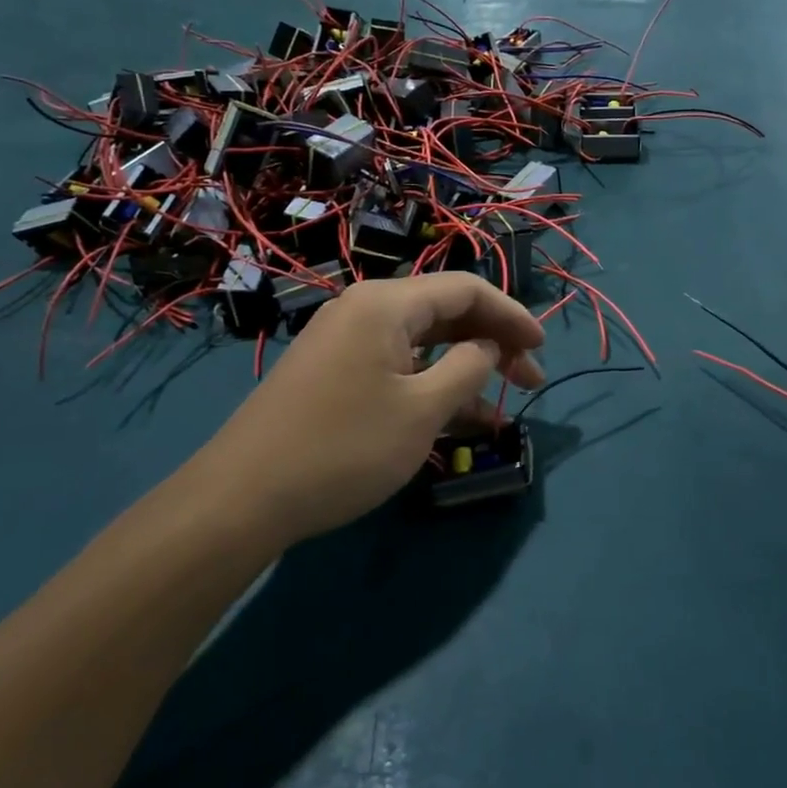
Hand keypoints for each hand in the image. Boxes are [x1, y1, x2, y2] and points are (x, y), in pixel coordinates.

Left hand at [192, 274, 544, 546]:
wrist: (242, 498)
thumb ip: (469, 367)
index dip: (512, 315)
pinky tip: (459, 421)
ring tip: (501, 408)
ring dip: (465, 370)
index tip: (543, 348)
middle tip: (529, 381)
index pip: (467, 289)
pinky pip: (398, 367)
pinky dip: (432, 386)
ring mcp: (346, 342)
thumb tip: (489, 346)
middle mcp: (365, 310)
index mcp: (387, 304)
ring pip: (424, 344)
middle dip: (493, 343)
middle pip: (446, 312)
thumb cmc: (344, 448)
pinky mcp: (334, 373)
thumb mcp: (422, 411)